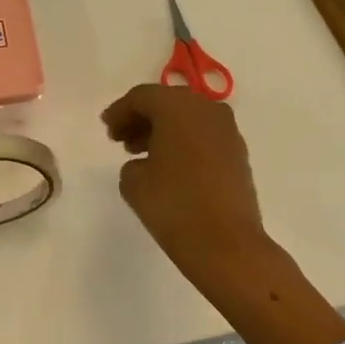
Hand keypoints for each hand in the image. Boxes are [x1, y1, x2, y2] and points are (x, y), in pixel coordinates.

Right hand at [102, 83, 344, 343]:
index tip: (106, 129)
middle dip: (141, 118)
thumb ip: (132, 162)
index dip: (120, 111)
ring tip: (140, 155)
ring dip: (162, 131)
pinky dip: (183, 142)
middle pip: (166, 103)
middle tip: (120, 139)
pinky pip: (203, 135)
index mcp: (178, 106)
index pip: (142, 97)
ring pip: (187, 118)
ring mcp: (227, 130)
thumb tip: (146, 162)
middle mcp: (206, 108)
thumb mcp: (134, 182)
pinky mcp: (238, 153)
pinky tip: (169, 166)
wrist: (228, 246)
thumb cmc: (175, 206)